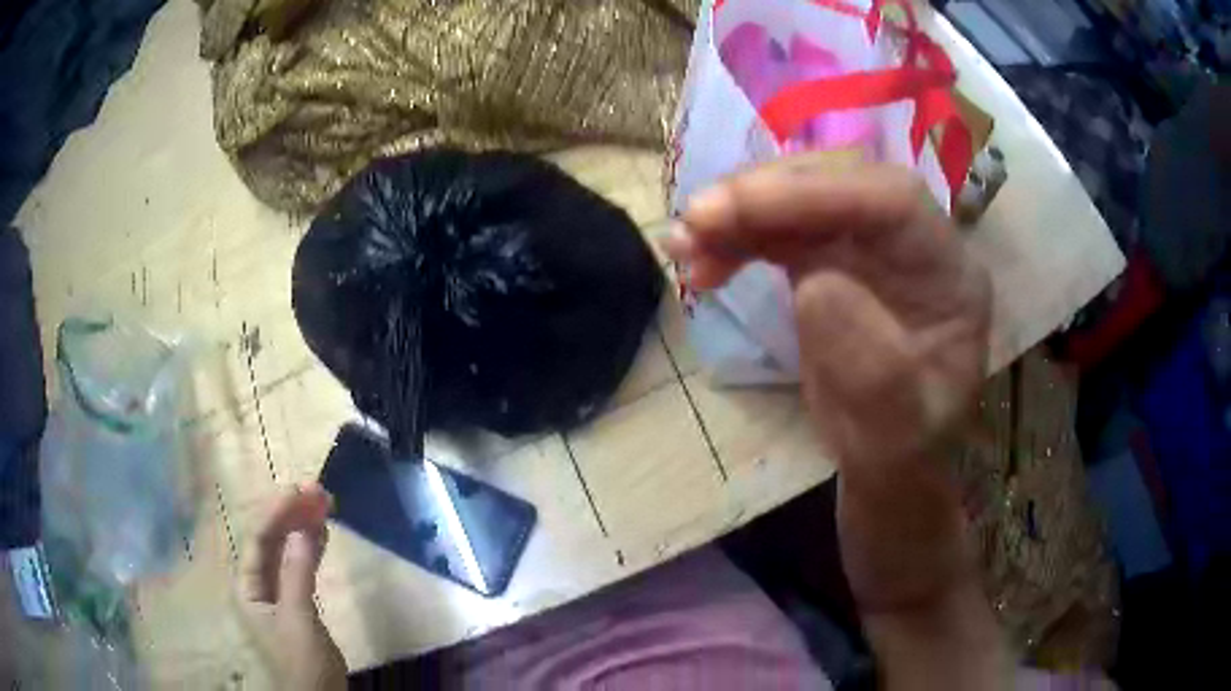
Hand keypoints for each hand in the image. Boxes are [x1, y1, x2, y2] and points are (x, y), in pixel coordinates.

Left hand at [240, 485, 346, 689]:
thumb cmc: (301, 663)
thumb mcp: (299, 619)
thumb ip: (297, 574)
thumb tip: (302, 529)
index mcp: (248, 588)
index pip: (258, 540)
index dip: (276, 512)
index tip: (300, 490)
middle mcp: (257, 585)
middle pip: (269, 541)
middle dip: (290, 515)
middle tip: (317, 491)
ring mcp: (276, 594)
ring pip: (284, 552)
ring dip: (301, 528)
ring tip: (322, 504)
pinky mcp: (295, 603)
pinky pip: (298, 566)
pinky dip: (309, 548)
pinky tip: (320, 533)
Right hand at [666, 156, 1004, 687]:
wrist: (888, 477)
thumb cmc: (902, 459)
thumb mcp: (896, 436)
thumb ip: (873, 367)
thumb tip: (817, 284)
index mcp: (951, 275)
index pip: (893, 202)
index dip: (818, 193)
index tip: (739, 210)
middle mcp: (914, 247)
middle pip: (841, 186)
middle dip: (766, 195)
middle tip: (696, 220)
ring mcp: (870, 251)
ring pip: (802, 202)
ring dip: (738, 214)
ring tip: (682, 243)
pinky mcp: (833, 263)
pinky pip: (780, 232)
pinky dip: (735, 239)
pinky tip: (698, 260)